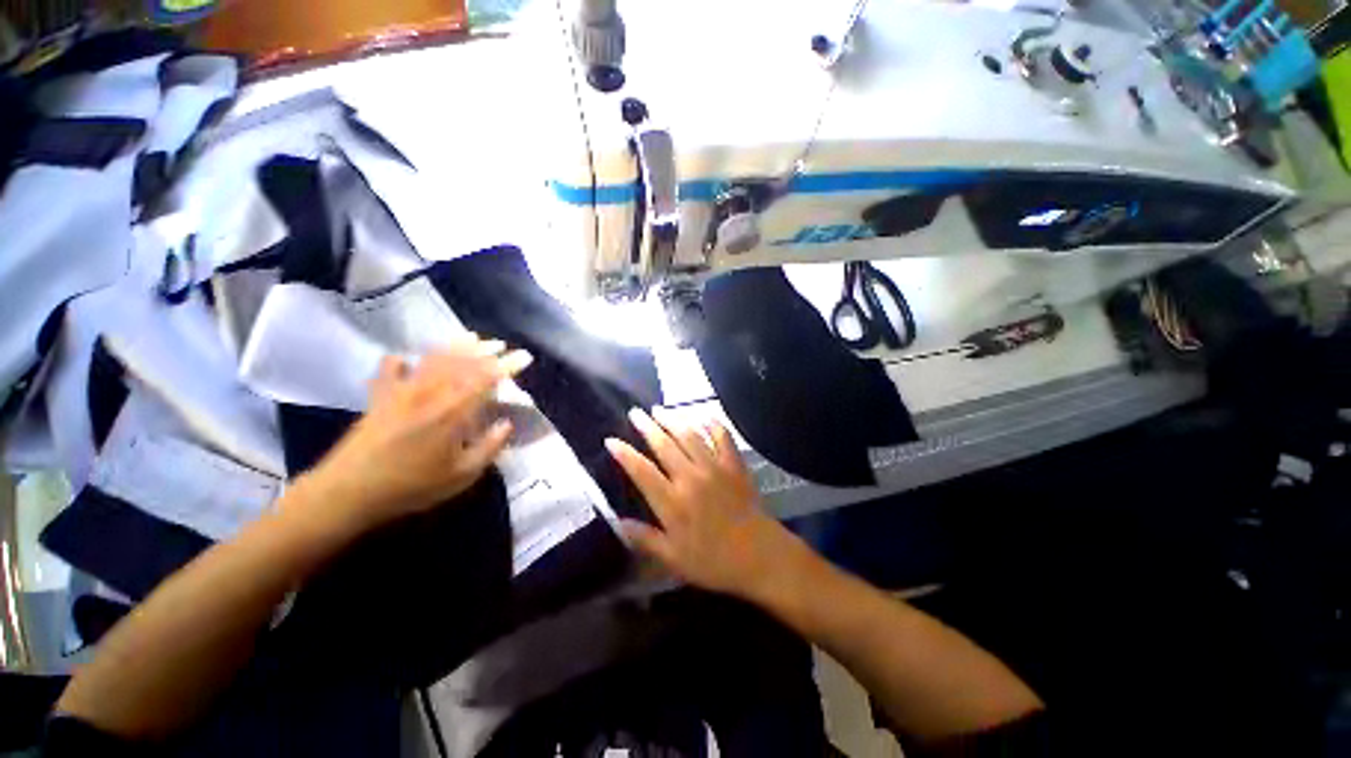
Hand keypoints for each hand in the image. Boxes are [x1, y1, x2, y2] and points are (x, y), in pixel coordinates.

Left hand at [295, 337, 531, 533]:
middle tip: (501, 345)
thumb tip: (507, 424)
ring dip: (455, 346)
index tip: (525, 356)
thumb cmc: (411, 486)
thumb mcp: (462, 475)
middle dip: (485, 350)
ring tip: (471, 338)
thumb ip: (490, 448)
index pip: (487, 379)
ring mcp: (402, 391)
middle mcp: (430, 393)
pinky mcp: (379, 397)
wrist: (348, 492)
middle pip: (462, 361)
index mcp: (453, 411)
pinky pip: (390, 369)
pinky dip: (400, 360)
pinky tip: (406, 359)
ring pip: (433, 359)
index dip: (508, 365)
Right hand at [606, 408, 809, 600]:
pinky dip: (713, 424)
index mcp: (672, 501)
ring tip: (660, 409)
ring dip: (673, 419)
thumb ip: (645, 539)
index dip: (624, 454)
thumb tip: (617, 523)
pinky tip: (704, 416)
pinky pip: (722, 437)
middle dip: (647, 427)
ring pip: (689, 435)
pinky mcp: (734, 465)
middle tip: (636, 412)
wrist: (760, 555)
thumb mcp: (673, 559)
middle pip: (664, 445)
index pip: (642, 471)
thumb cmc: (714, 561)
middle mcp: (690, 477)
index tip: (611, 440)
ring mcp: (714, 467)